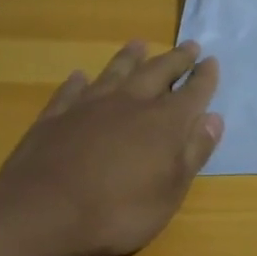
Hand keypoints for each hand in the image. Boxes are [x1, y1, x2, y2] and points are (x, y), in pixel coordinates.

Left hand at [0, 40, 222, 255]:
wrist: (43, 210)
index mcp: (164, 123)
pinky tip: (80, 76)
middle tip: (189, 45)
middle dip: (176, 59)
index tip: (212, 61)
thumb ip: (193, 153)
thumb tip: (214, 119)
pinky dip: (79, 82)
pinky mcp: (56, 115)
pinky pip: (72, 91)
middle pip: (158, 72)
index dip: (204, 78)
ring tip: (139, 45)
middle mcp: (130, 103)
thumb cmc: (118, 210)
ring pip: (115, 72)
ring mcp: (90, 106)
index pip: (192, 93)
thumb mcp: (170, 192)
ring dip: (130, 58)